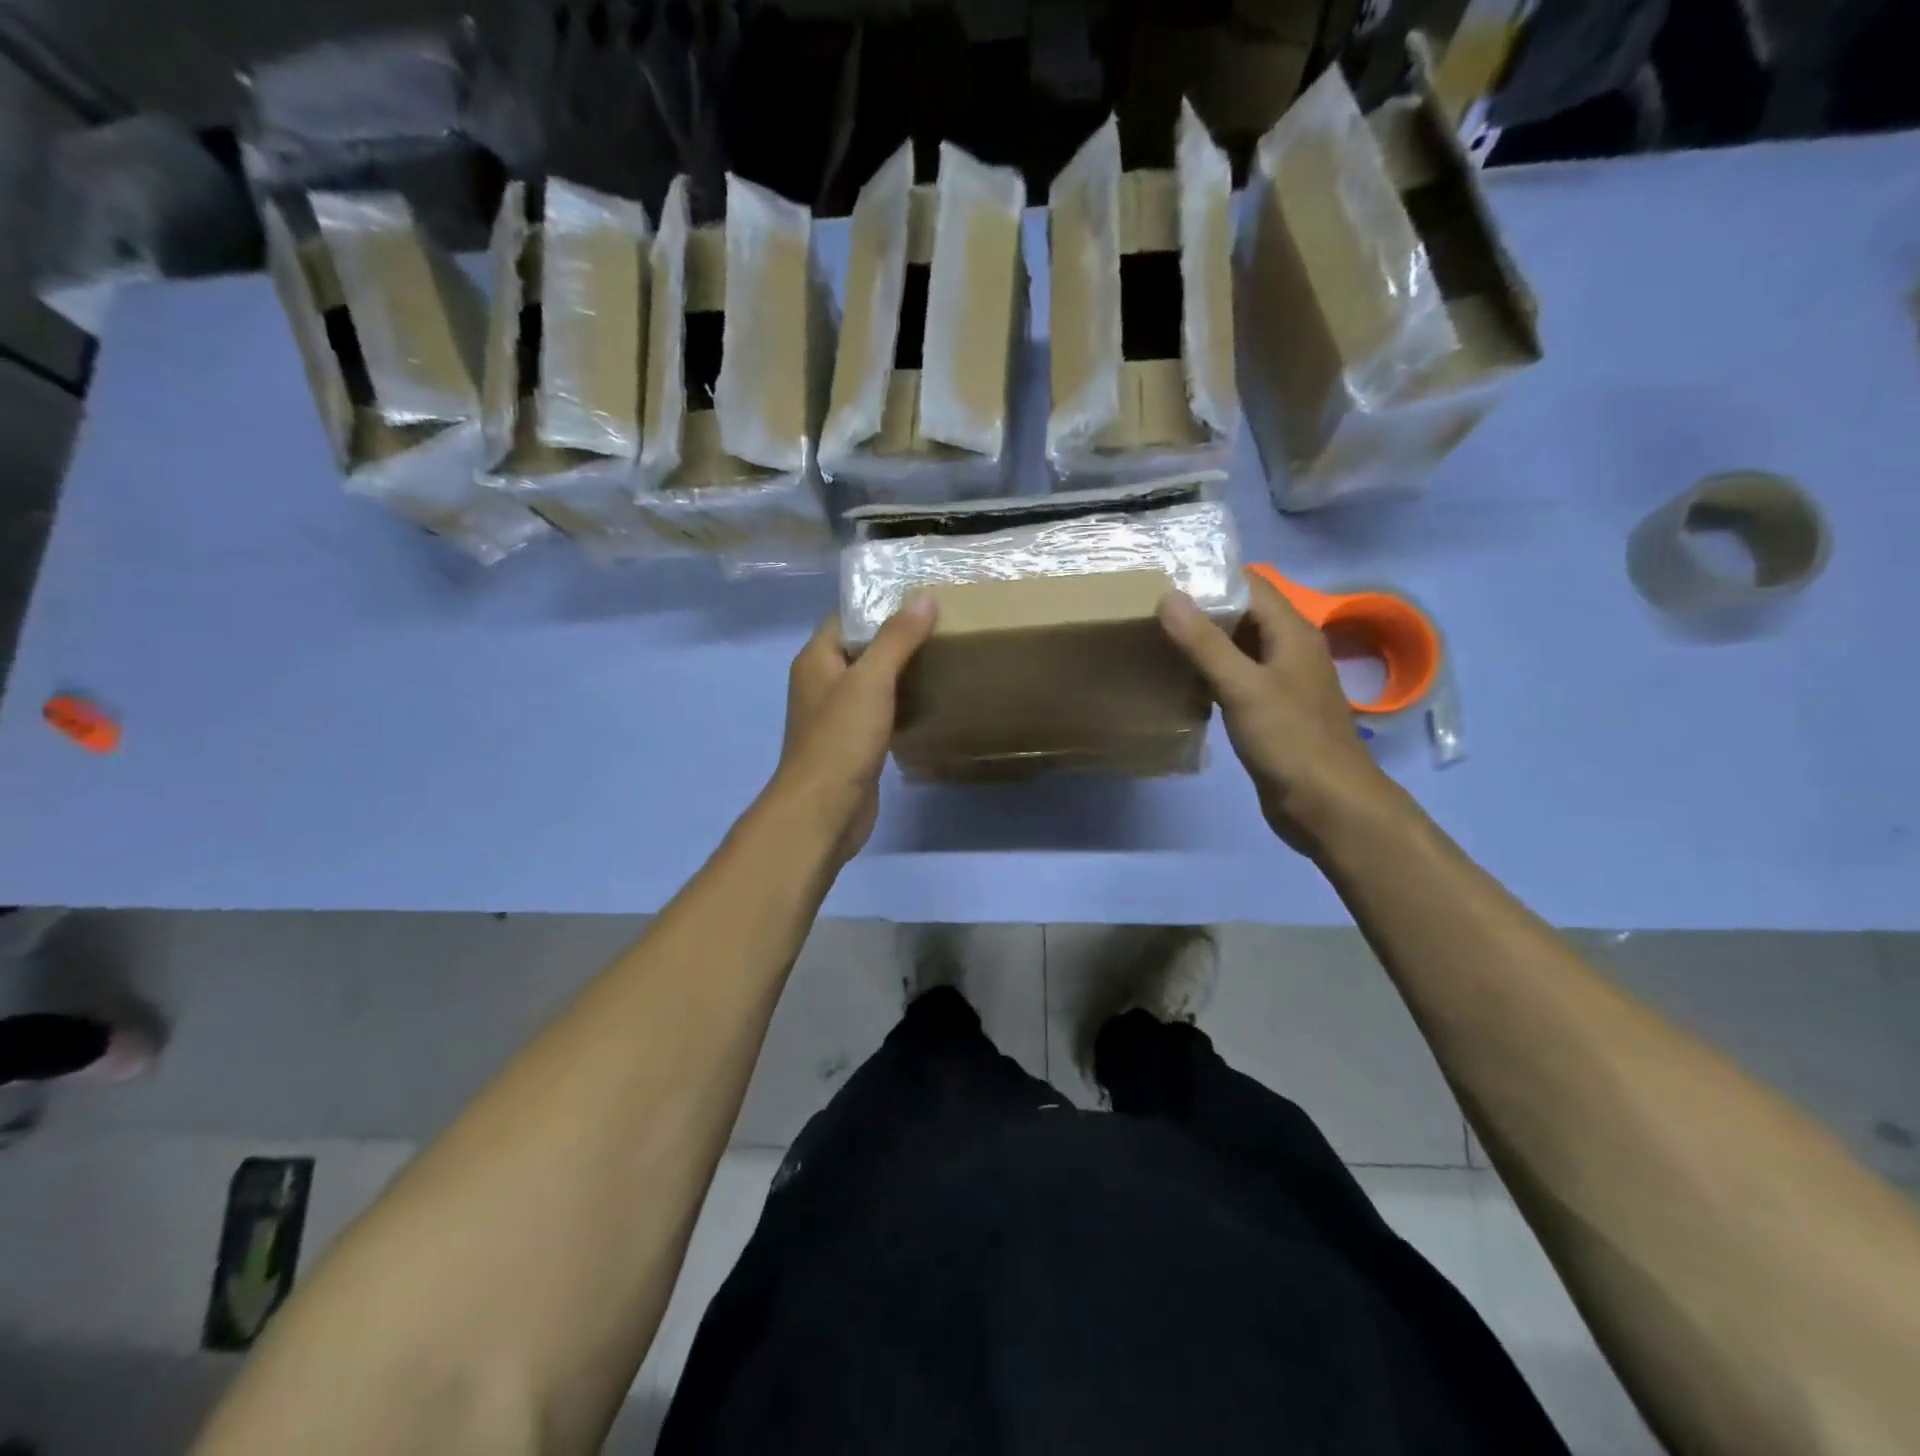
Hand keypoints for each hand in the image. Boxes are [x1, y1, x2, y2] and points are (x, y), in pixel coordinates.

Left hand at [770, 594, 938, 869]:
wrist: (825, 810)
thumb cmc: (841, 740)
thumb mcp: (871, 681)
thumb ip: (896, 638)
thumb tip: (923, 597)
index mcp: (817, 659)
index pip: (848, 617)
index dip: (881, 604)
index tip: (923, 599)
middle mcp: (823, 683)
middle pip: (864, 649)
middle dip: (899, 638)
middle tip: (944, 626)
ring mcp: (838, 716)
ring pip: (874, 683)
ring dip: (904, 672)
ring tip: (945, 657)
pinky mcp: (854, 744)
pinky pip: (881, 712)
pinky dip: (903, 704)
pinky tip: (933, 700)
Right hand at [1159, 573, 1395, 855]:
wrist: (1327, 804)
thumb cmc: (1289, 740)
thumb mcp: (1243, 686)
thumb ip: (1205, 642)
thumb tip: (1168, 596)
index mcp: (1291, 632)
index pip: (1251, 585)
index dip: (1212, 577)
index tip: (1165, 577)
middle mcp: (1288, 650)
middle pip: (1242, 615)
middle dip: (1201, 610)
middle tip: (1149, 609)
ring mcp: (1280, 683)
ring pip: (1236, 649)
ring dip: (1202, 644)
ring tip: (1155, 639)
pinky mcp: (1269, 712)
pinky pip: (1235, 680)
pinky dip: (1208, 675)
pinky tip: (1178, 682)